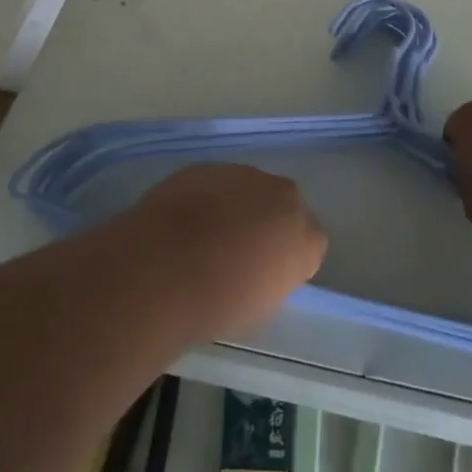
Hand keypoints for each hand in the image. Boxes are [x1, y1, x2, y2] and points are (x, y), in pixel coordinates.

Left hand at [132, 165, 326, 337]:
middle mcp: (284, 195)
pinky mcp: (205, 166)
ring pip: (246, 189)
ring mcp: (243, 174)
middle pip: (281, 206)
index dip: (285, 258)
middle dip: (265, 222)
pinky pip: (213, 183)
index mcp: (306, 235)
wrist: (163, 271)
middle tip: (237, 252)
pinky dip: (203, 198)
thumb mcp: (261, 304)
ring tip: (203, 236)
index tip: (265, 275)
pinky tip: (181, 221)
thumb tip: (258, 264)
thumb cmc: (218, 305)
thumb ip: (272, 274)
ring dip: (233, 206)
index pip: (308, 243)